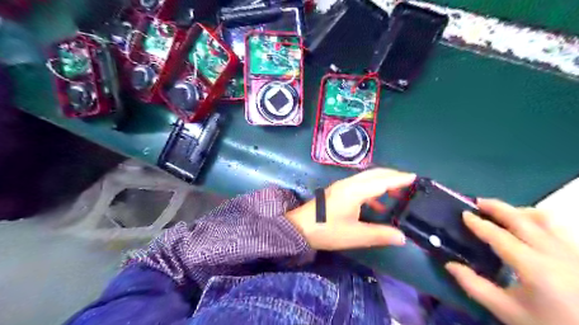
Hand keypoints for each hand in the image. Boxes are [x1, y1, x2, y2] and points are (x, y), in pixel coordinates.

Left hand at [284, 169, 410, 249]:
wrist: (300, 228)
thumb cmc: (327, 230)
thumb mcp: (355, 235)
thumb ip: (380, 234)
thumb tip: (402, 237)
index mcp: (354, 190)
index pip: (382, 181)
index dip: (399, 179)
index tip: (415, 177)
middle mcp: (349, 183)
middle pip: (375, 174)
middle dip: (393, 176)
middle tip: (409, 182)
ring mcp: (342, 186)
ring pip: (367, 179)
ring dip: (383, 182)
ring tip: (398, 193)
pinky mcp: (338, 192)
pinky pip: (360, 186)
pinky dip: (372, 191)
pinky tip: (378, 205)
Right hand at [446, 199, 578, 323]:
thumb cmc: (548, 324)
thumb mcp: (506, 311)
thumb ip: (474, 286)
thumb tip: (450, 265)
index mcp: (533, 266)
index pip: (499, 236)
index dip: (479, 223)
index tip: (464, 214)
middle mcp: (554, 252)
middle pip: (521, 219)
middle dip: (497, 207)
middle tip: (477, 202)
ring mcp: (572, 251)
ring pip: (544, 218)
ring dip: (519, 211)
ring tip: (503, 213)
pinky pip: (557, 227)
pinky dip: (538, 219)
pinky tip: (528, 226)